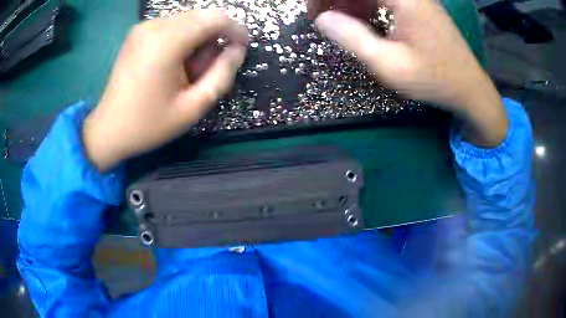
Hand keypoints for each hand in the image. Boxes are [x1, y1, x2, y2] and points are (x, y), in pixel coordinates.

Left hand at [83, 10, 247, 170]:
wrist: (108, 129)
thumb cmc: (148, 124)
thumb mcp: (192, 108)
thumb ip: (221, 75)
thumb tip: (237, 51)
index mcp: (166, 43)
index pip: (216, 18)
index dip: (235, 30)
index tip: (239, 50)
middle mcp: (154, 26)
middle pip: (203, 17)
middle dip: (213, 39)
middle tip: (204, 70)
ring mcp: (144, 27)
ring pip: (189, 20)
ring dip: (197, 40)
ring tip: (185, 71)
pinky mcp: (138, 32)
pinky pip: (173, 25)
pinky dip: (182, 40)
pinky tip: (172, 64)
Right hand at [313, 0, 507, 146]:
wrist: (469, 87)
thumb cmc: (434, 79)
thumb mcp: (390, 65)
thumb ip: (353, 38)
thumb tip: (322, 19)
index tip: (314, 14)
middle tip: (322, 19)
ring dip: (349, 2)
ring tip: (338, 23)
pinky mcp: (415, 3)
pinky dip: (365, 5)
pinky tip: (361, 21)